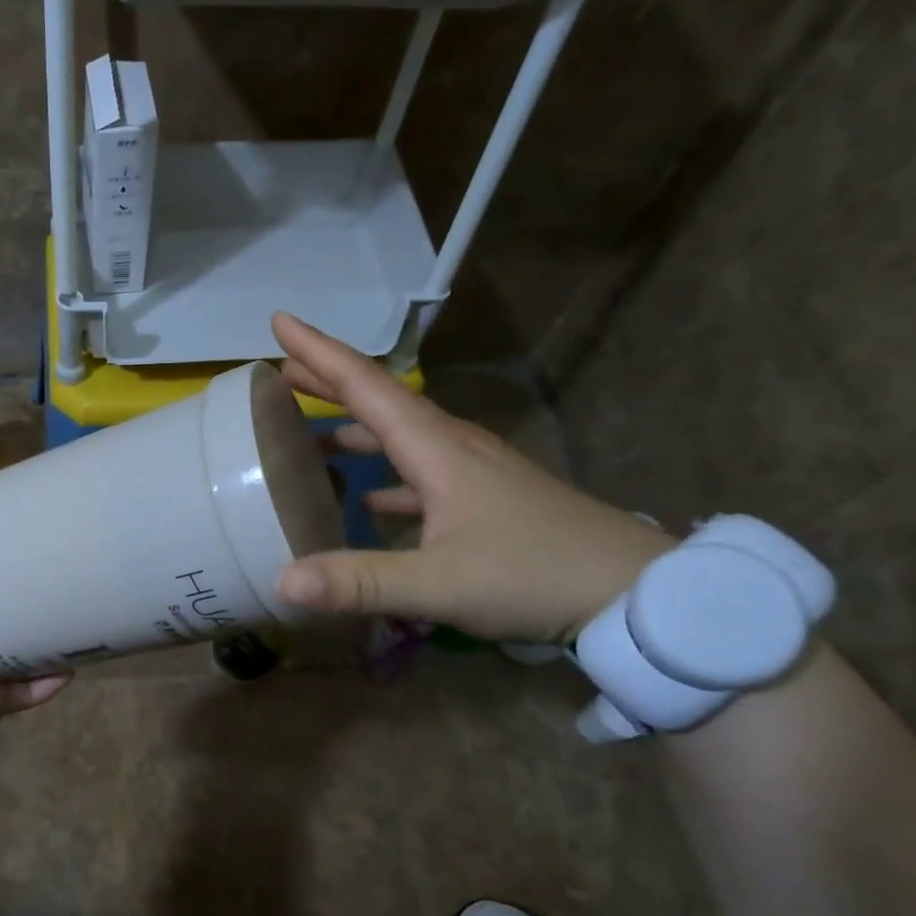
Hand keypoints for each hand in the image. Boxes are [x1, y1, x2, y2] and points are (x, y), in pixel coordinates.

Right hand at [270, 313, 674, 643]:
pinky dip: (384, 474)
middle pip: (379, 402)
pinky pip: (419, 472)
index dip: (320, 353)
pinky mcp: (485, 499)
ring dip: (354, 427)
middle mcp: (452, 447)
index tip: (281, 322)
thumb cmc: (535, 575)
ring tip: (310, 434)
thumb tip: (280, 583)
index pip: (367, 386)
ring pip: (400, 436)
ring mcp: (472, 472)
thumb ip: (358, 582)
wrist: (635, 594)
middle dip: (328, 382)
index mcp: (436, 449)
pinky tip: (365, 498)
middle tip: (280, 372)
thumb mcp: (440, 584)